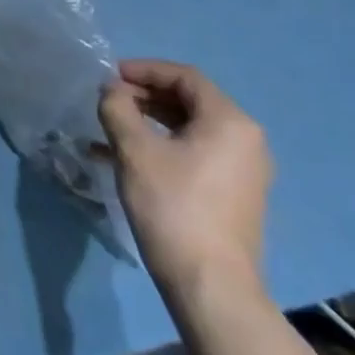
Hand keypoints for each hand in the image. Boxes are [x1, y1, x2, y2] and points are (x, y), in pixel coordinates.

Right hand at [98, 60, 271, 302]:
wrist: (210, 284)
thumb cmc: (172, 206)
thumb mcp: (134, 150)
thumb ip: (118, 108)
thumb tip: (112, 90)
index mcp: (229, 121)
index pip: (184, 77)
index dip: (143, 70)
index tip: (109, 76)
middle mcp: (245, 140)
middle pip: (189, 101)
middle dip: (144, 96)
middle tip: (108, 101)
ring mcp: (244, 170)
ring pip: (189, 129)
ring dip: (149, 122)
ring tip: (111, 129)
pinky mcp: (234, 194)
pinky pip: (195, 154)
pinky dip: (162, 147)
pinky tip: (126, 159)